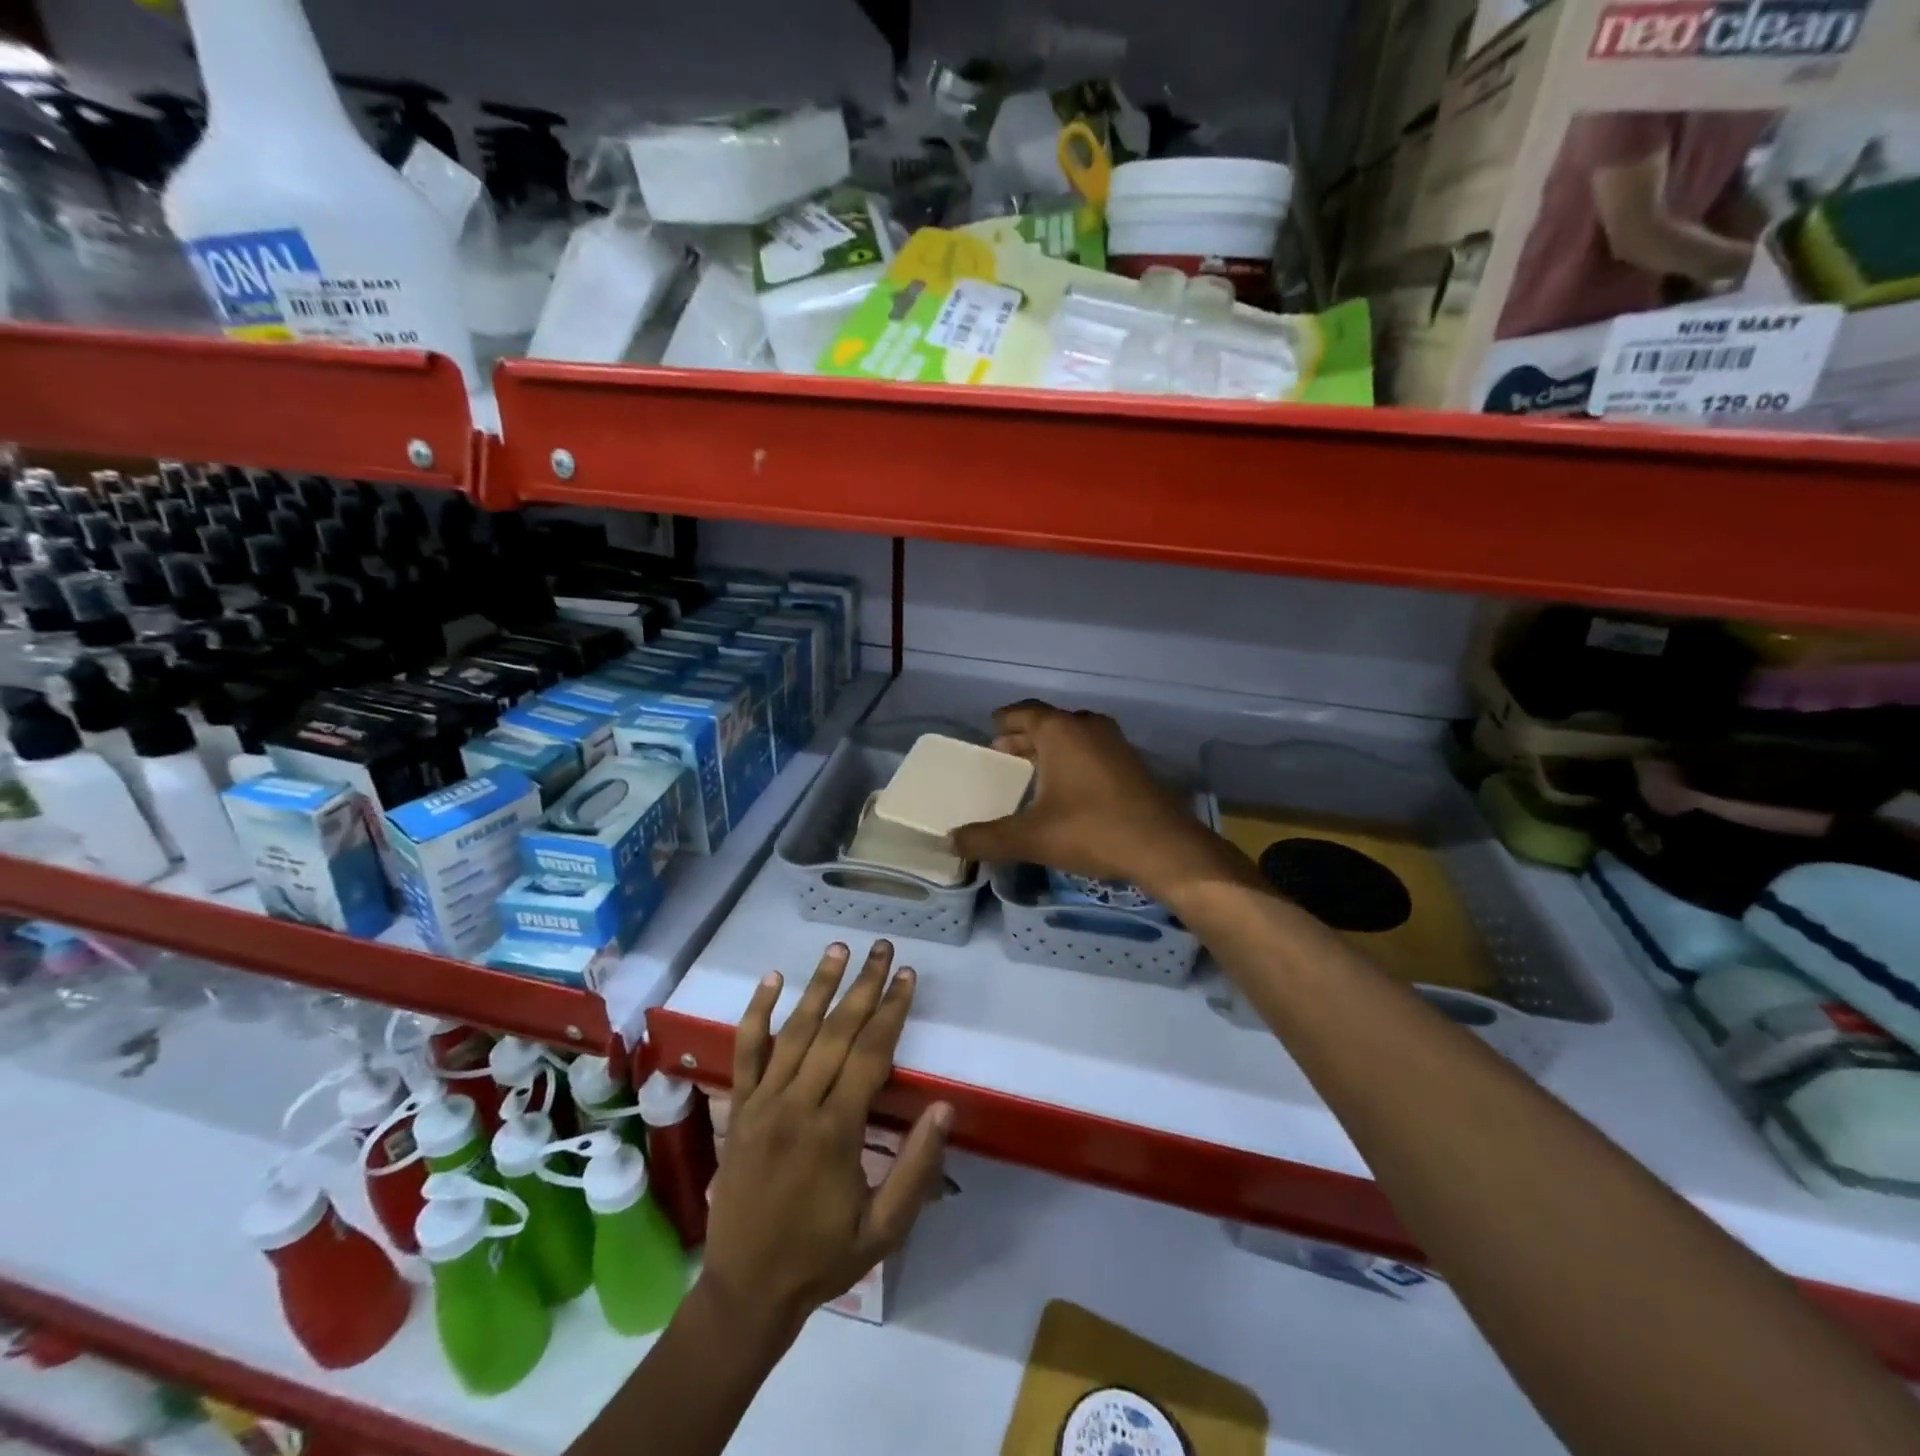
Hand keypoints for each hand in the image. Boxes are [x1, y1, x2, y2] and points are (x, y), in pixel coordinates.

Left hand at [700, 940, 951, 1346]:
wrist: (745, 1291)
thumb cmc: (822, 1258)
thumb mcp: (884, 1229)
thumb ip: (917, 1169)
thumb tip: (945, 1108)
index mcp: (835, 1131)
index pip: (870, 1054)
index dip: (892, 1011)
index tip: (907, 976)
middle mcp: (797, 1105)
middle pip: (836, 1031)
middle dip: (864, 986)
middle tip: (883, 948)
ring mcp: (762, 1103)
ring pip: (794, 1031)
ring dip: (819, 985)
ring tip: (840, 949)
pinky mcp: (738, 1109)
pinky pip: (746, 1052)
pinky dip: (757, 1012)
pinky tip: (772, 978)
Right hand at [950, 701, 1252, 903]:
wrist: (1163, 847)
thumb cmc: (1091, 831)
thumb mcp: (1031, 838)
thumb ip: (987, 838)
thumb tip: (950, 842)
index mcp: (1061, 731)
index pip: (1025, 712)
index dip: (1006, 719)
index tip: (991, 727)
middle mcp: (1088, 727)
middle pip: (1049, 723)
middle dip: (1024, 736)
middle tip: (1003, 753)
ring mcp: (1115, 743)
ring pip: (1074, 736)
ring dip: (1051, 748)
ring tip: (1031, 769)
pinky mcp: (1132, 764)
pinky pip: (1092, 750)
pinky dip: (1073, 758)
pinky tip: (1066, 786)